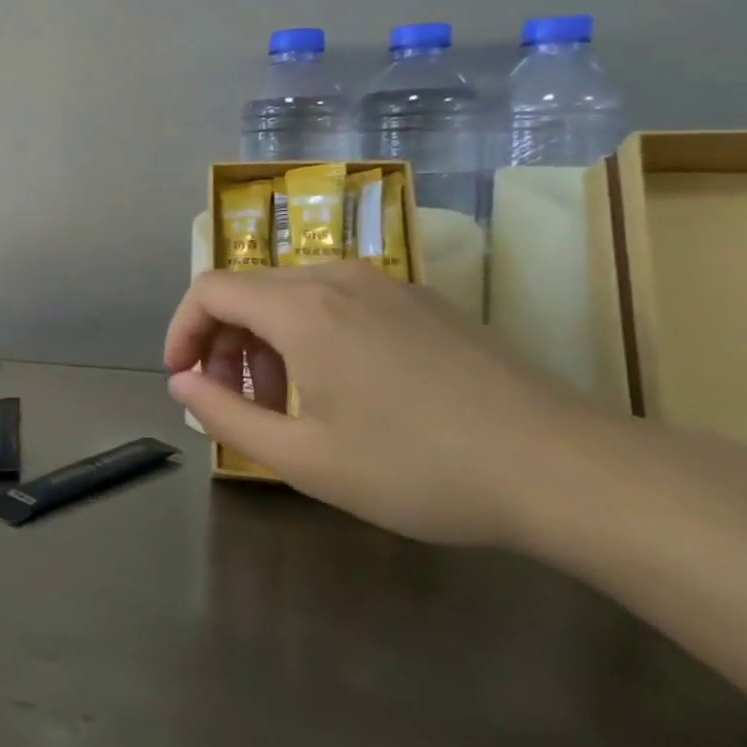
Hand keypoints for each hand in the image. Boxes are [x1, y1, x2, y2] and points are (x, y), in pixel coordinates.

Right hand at [164, 264, 636, 548]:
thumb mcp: (303, 457)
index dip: (182, 330)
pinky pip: (338, 302)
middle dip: (224, 345)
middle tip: (238, 406)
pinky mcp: (421, 301)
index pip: (209, 290)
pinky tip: (342, 391)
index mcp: (301, 308)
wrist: (564, 469)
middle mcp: (337, 278)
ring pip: (293, 296)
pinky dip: (311, 336)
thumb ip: (225, 416)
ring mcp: (385, 284)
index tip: (183, 380)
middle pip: (248, 291)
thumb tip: (183, 383)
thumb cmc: (418, 469)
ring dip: (267, 344)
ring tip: (288, 407)